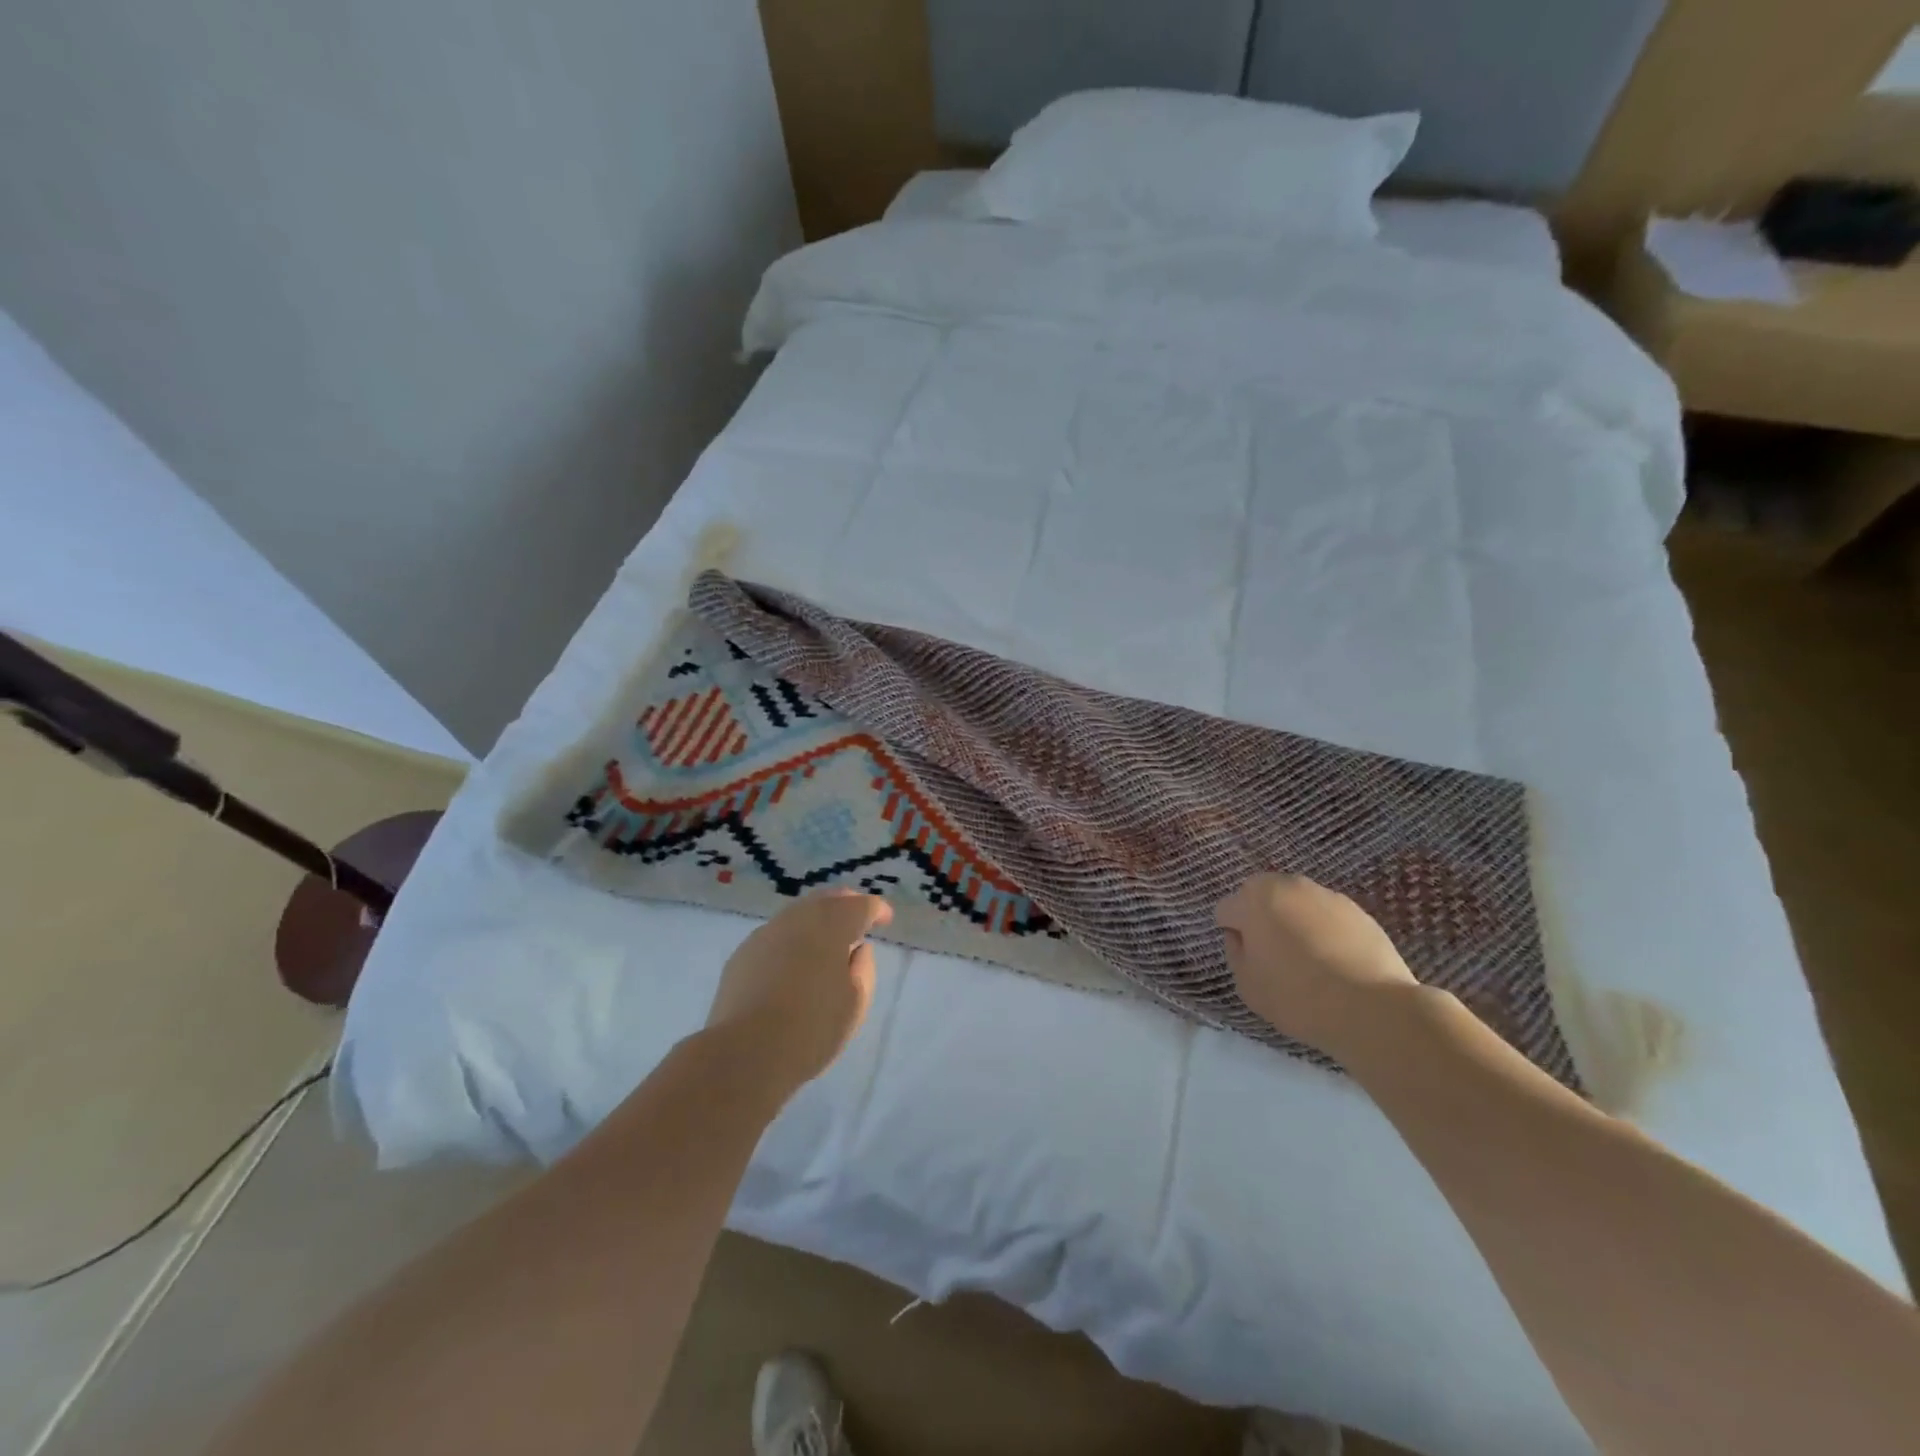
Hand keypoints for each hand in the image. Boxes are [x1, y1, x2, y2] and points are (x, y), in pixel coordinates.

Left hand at [705, 890, 893, 1088]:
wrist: (745, 1053)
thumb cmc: (811, 1028)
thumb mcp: (855, 1003)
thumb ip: (863, 969)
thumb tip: (858, 950)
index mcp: (832, 926)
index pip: (861, 905)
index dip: (877, 909)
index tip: (886, 919)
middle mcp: (798, 919)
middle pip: (827, 899)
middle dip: (846, 904)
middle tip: (858, 919)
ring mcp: (766, 933)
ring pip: (798, 913)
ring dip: (817, 920)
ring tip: (827, 939)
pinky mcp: (743, 953)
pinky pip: (776, 934)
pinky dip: (793, 938)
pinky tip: (794, 959)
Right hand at [1216, 873, 1418, 1058]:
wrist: (1372, 1009)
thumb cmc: (1297, 996)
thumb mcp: (1247, 985)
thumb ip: (1235, 952)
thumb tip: (1241, 937)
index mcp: (1254, 899)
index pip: (1227, 910)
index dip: (1233, 935)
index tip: (1248, 959)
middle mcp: (1288, 885)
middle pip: (1262, 897)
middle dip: (1262, 918)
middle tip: (1273, 955)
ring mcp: (1325, 895)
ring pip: (1296, 904)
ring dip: (1293, 921)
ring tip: (1308, 959)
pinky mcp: (1357, 910)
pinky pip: (1326, 916)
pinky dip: (1323, 930)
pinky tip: (1334, 961)